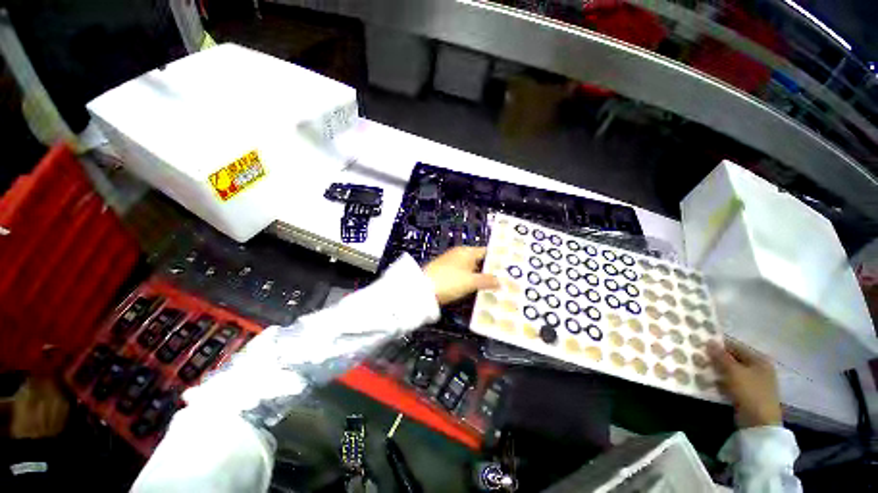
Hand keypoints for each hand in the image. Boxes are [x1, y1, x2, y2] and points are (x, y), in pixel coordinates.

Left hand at [423, 247, 499, 304]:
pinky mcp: (445, 272)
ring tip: (494, 286)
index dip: (497, 258)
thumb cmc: (450, 281)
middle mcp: (459, 254)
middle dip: (490, 269)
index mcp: (466, 251)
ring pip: (471, 268)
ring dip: (480, 276)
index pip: (486, 252)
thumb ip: (487, 281)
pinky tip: (477, 289)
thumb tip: (501, 282)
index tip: (508, 267)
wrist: (423, 289)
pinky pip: (463, 274)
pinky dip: (471, 280)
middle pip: (479, 260)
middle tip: (504, 279)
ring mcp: (451, 263)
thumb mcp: (471, 282)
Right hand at [707, 339, 781, 427]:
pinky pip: (731, 384)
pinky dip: (721, 383)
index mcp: (759, 360)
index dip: (718, 346)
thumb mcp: (734, 372)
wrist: (759, 423)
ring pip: (731, 373)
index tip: (701, 346)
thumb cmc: (750, 392)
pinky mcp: (748, 394)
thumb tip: (709, 341)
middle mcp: (758, 369)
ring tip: (700, 370)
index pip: (735, 347)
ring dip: (717, 372)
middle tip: (698, 358)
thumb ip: (721, 356)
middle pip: (733, 360)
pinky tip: (708, 383)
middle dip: (716, 360)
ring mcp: (754, 383)